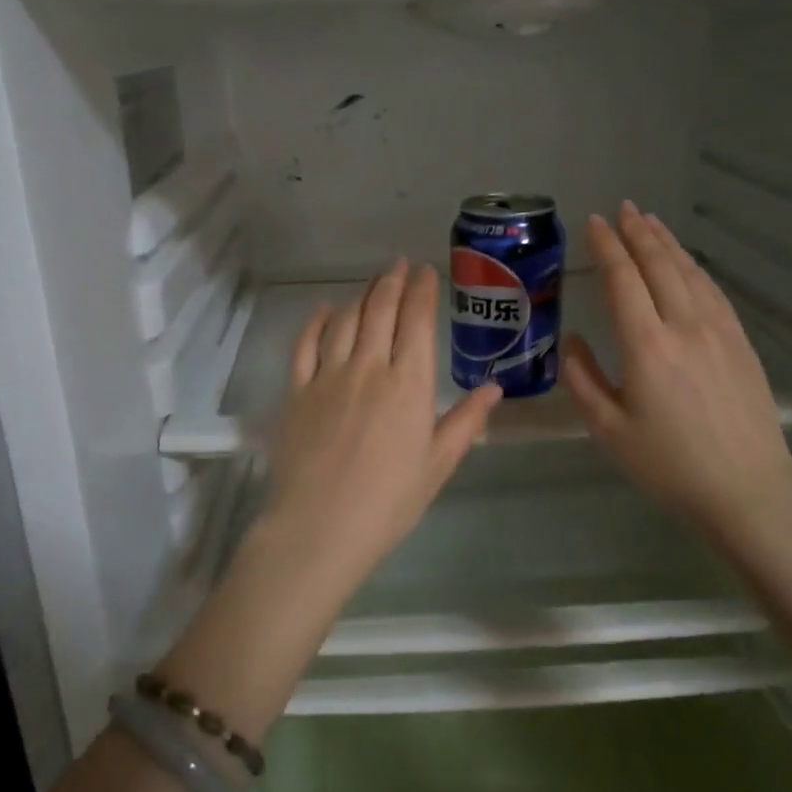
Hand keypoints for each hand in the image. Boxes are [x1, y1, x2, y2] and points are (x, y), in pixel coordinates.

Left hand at [254, 259, 501, 594]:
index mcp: (409, 384)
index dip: (422, 290)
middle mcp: (369, 367)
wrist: (320, 527)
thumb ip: (465, 421)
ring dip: (361, 296)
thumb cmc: (389, 502)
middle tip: (399, 265)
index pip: (417, 321)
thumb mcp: (438, 464)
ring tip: (372, 284)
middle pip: (380, 310)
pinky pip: (305, 344)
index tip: (426, 271)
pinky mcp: (297, 390)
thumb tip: (494, 388)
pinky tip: (324, 310)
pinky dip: (316, 322)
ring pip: (345, 320)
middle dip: (392, 282)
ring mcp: (328, 375)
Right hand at [565, 203, 791, 541]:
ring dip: (667, 243)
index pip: (622, 280)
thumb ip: (583, 381)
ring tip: (649, 221)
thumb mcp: (609, 431)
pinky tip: (686, 262)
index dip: (606, 247)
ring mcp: (719, 331)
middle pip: (659, 265)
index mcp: (646, 346)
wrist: (748, 490)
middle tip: (621, 208)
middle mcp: (684, 326)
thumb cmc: (669, 465)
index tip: (594, 223)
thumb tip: (573, 342)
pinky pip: (713, 291)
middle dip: (637, 233)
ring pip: (689, 272)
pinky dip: (694, 267)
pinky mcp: (740, 343)